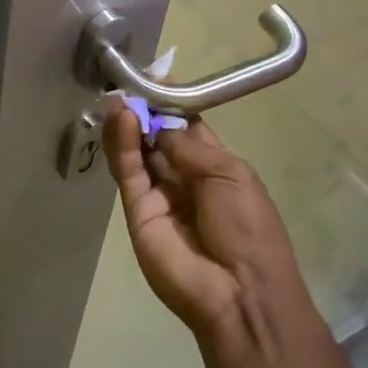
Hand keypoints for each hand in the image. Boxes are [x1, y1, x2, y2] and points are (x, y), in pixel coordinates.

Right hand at [104, 104, 309, 345]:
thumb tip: (156, 124)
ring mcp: (158, 194)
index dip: (171, 102)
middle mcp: (183, 177)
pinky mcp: (136, 211)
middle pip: (156, 136)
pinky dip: (122, 145)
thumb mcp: (229, 174)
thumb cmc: (248, 227)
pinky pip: (128, 172)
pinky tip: (121, 119)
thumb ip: (188, 145)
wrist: (239, 291)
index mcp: (214, 165)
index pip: (186, 126)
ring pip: (137, 151)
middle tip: (126, 81)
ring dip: (128, 122)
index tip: (154, 76)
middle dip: (144, 108)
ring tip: (118, 95)